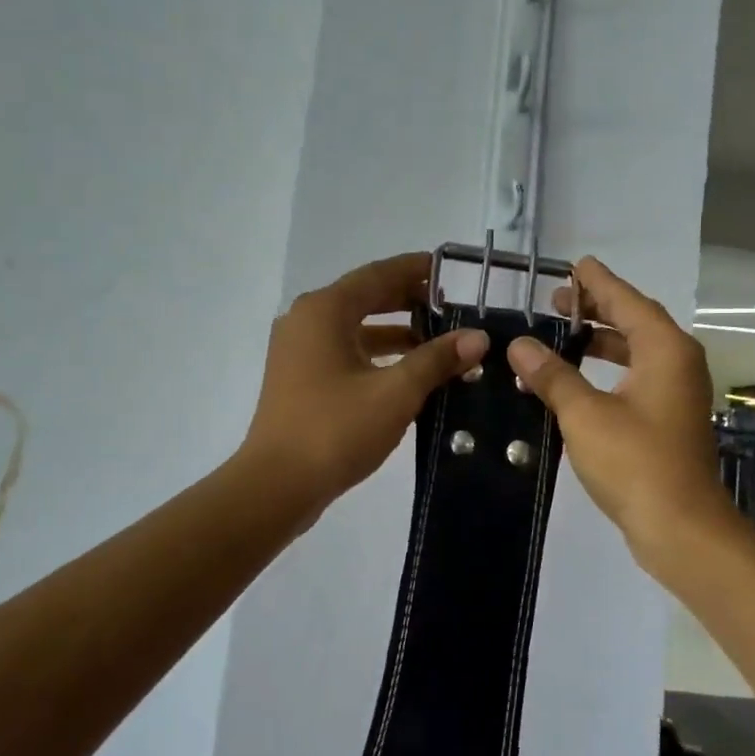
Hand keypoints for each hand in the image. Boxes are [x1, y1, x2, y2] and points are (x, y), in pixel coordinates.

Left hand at [240, 253, 487, 519]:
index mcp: (325, 310)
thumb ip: (437, 359)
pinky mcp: (300, 379)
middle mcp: (307, 320)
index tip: (452, 271)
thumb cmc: (335, 429)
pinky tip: (410, 374)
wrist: (276, 486)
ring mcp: (299, 351)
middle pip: (366, 298)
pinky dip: (378, 356)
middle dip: (410, 301)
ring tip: (441, 342)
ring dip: (397, 332)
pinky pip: (346, 352)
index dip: (417, 269)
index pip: (379, 274)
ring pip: (356, 328)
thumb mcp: (395, 392)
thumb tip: (478, 337)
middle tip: (453, 308)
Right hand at [505, 258, 734, 566]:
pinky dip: (607, 371)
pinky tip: (577, 380)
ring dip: (601, 341)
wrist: (680, 527)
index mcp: (665, 350)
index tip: (573, 265)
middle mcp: (678, 363)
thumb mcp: (585, 414)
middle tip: (556, 302)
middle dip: (597, 309)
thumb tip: (520, 346)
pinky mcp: (669, 420)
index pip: (627, 301)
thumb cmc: (635, 462)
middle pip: (636, 322)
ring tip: (562, 335)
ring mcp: (676, 394)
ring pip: (636, 352)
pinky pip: (636, 378)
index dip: (598, 283)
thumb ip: (553, 375)